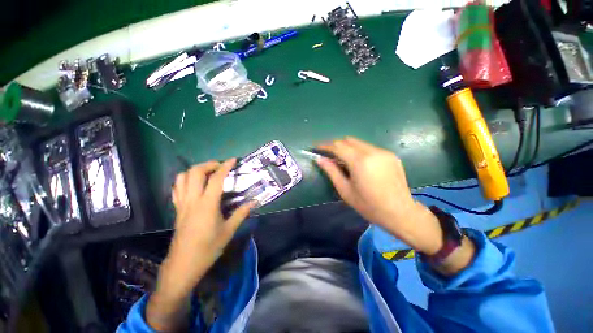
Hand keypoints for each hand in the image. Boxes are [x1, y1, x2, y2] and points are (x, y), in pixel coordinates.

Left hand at [147, 159, 254, 330]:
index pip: (216, 178)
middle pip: (195, 172)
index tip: (233, 160)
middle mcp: (192, 200)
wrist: (183, 264)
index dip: (225, 166)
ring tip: (208, 172)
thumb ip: (242, 213)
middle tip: (220, 166)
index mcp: (207, 204)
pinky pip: (177, 188)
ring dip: (195, 170)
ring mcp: (182, 204)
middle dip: (208, 164)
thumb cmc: (208, 248)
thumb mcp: (229, 231)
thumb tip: (255, 202)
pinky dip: (185, 180)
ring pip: (182, 177)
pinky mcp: (177, 209)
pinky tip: (194, 184)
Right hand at [316, 137, 443, 255]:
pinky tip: (359, 164)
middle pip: (348, 140)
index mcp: (360, 161)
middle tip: (328, 155)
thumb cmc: (369, 205)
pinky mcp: (391, 155)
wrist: (400, 212)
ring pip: (359, 143)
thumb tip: (319, 159)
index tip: (316, 147)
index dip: (325, 145)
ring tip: (343, 160)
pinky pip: (369, 148)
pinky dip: (359, 151)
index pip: (338, 146)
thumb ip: (331, 171)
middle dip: (336, 145)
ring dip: (347, 148)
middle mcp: (372, 152)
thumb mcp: (345, 190)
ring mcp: (383, 152)